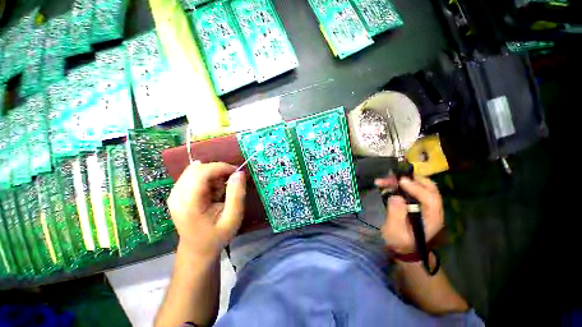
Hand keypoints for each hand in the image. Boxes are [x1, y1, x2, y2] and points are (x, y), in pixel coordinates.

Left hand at [167, 161, 246, 258]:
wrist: (197, 249)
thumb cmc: (217, 235)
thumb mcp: (233, 217)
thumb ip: (237, 194)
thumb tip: (239, 173)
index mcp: (189, 203)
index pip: (202, 173)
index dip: (221, 167)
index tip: (237, 172)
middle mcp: (176, 195)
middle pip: (197, 168)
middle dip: (217, 171)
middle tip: (229, 184)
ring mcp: (174, 193)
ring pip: (195, 170)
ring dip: (212, 175)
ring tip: (220, 192)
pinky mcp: (176, 193)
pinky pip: (193, 175)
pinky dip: (207, 179)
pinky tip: (212, 192)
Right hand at [375, 176, 443, 253]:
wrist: (402, 248)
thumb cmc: (399, 242)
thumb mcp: (395, 231)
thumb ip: (396, 213)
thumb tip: (395, 196)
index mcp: (432, 218)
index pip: (431, 198)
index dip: (417, 187)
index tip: (401, 182)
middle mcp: (432, 209)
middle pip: (429, 188)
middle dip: (411, 179)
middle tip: (394, 176)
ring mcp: (424, 205)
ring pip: (418, 186)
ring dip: (401, 181)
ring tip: (384, 180)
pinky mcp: (416, 203)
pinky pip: (410, 189)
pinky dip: (398, 185)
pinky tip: (385, 184)